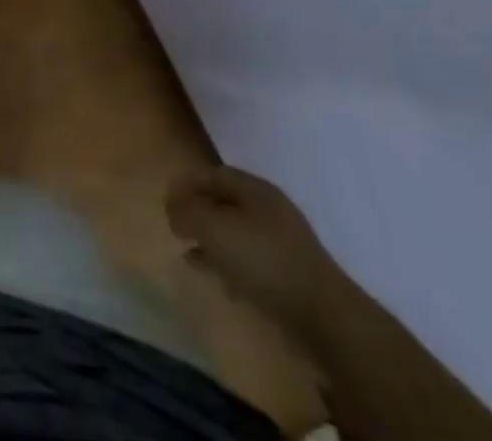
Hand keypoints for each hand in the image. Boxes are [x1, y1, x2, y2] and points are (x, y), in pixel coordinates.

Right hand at [167, 165, 346, 337]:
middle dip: (200, 212)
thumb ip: (187, 212)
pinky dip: (230, 264)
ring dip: (213, 241)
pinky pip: (251, 260)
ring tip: (190, 254)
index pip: (214, 174)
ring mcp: (283, 243)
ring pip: (237, 233)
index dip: (188, 183)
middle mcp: (270, 209)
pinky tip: (218, 278)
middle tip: (177, 226)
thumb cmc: (263, 259)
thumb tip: (171, 206)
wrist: (324, 316)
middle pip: (226, 202)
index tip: (167, 199)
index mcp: (255, 188)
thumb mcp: (214, 229)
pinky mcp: (290, 276)